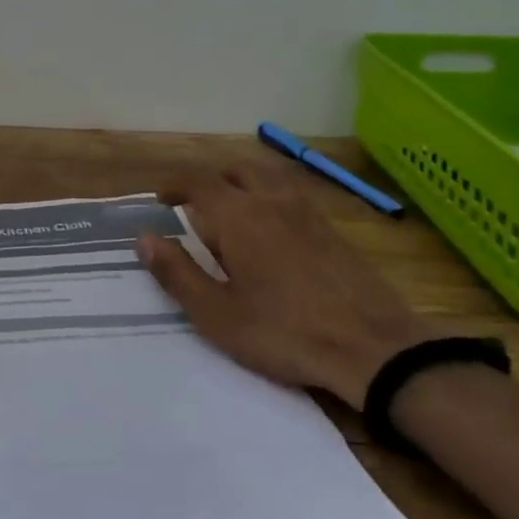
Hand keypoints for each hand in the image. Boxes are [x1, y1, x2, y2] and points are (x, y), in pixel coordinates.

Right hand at [136, 168, 435, 410]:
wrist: (374, 348)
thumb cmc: (284, 332)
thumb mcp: (216, 314)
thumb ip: (176, 272)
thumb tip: (144, 237)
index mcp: (238, 216)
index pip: (198, 181)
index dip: (174, 185)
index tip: (159, 199)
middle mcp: (271, 201)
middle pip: (234, 171)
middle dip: (208, 181)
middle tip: (193, 207)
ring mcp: (308, 213)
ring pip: (266, 179)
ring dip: (241, 186)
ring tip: (231, 217)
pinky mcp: (333, 230)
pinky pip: (291, 197)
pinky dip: (270, 200)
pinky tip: (272, 236)